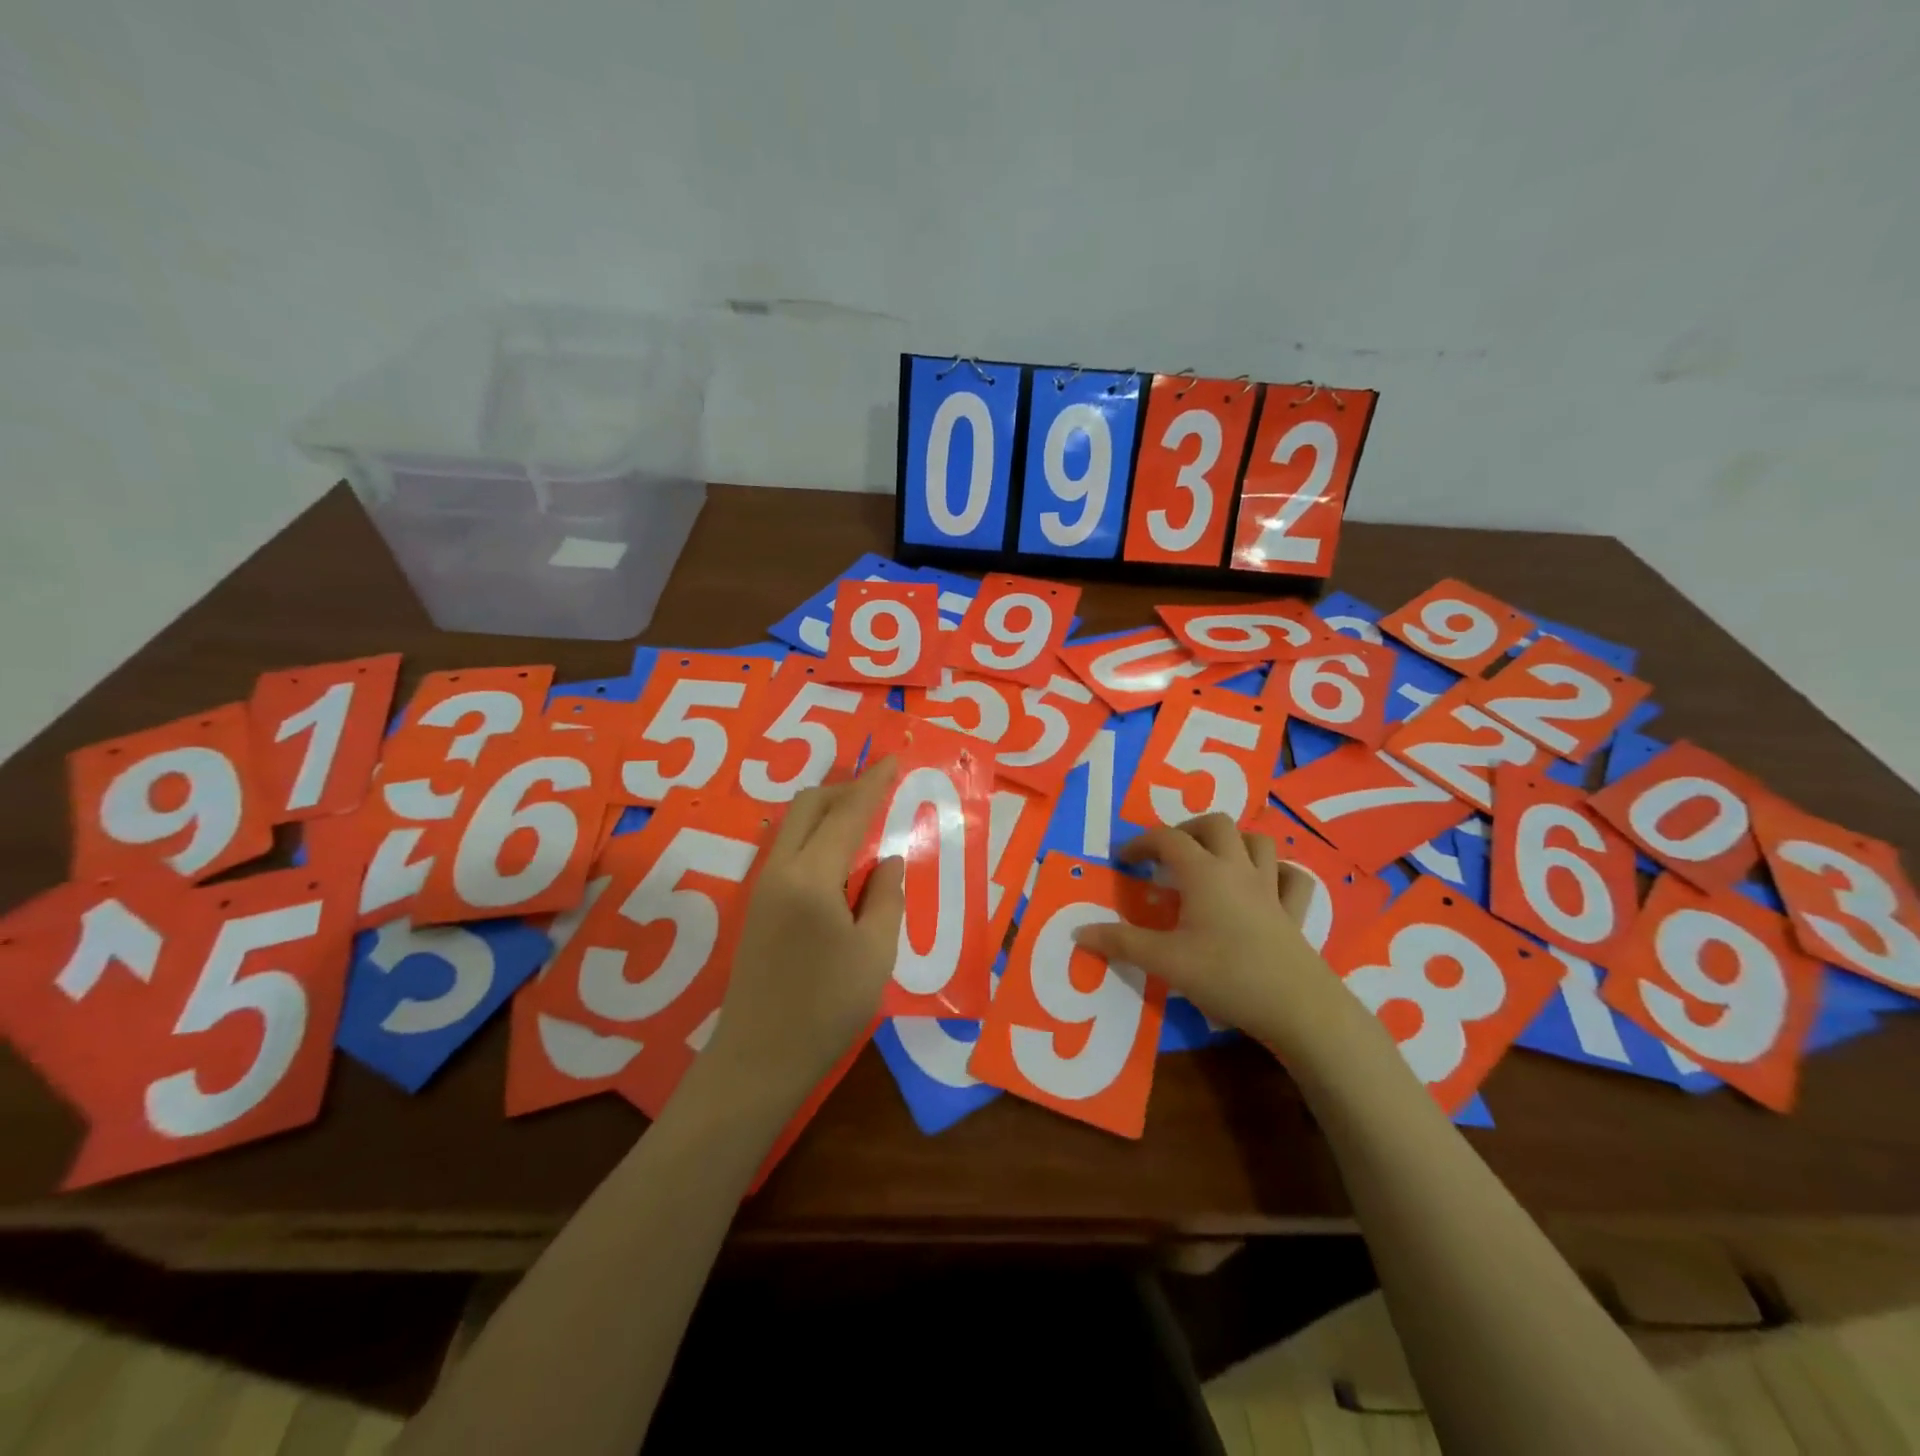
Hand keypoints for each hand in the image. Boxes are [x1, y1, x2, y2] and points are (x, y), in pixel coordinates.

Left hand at [705, 758, 905, 1106]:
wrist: (759, 1057)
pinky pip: (788, 848)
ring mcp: (763, 886)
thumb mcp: (875, 952)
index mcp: (812, 876)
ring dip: (828, 810)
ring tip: (863, 817)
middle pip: (809, 806)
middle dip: (845, 787)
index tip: (893, 759)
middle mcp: (780, 870)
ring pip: (794, 824)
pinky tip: (838, 857)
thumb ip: (885, 896)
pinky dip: (815, 835)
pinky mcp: (757, 905)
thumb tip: (886, 860)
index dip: (873, 784)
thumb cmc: (827, 1007)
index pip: (847, 813)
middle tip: (879, 789)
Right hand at [1071, 813, 1374, 1064]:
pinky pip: (1292, 878)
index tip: (1123, 859)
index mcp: (1204, 873)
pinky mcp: (1294, 913)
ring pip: (1258, 841)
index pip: (1168, 839)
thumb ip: (1121, 943)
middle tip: (1169, 853)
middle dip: (1188, 829)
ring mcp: (1271, 888)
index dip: (1141, 842)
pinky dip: (1277, 872)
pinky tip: (1265, 886)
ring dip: (1234, 841)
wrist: (1297, 1007)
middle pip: (1216, 824)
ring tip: (1213, 860)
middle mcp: (1238, 869)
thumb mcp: (1165, 961)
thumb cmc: (1226, 975)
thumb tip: (1079, 931)